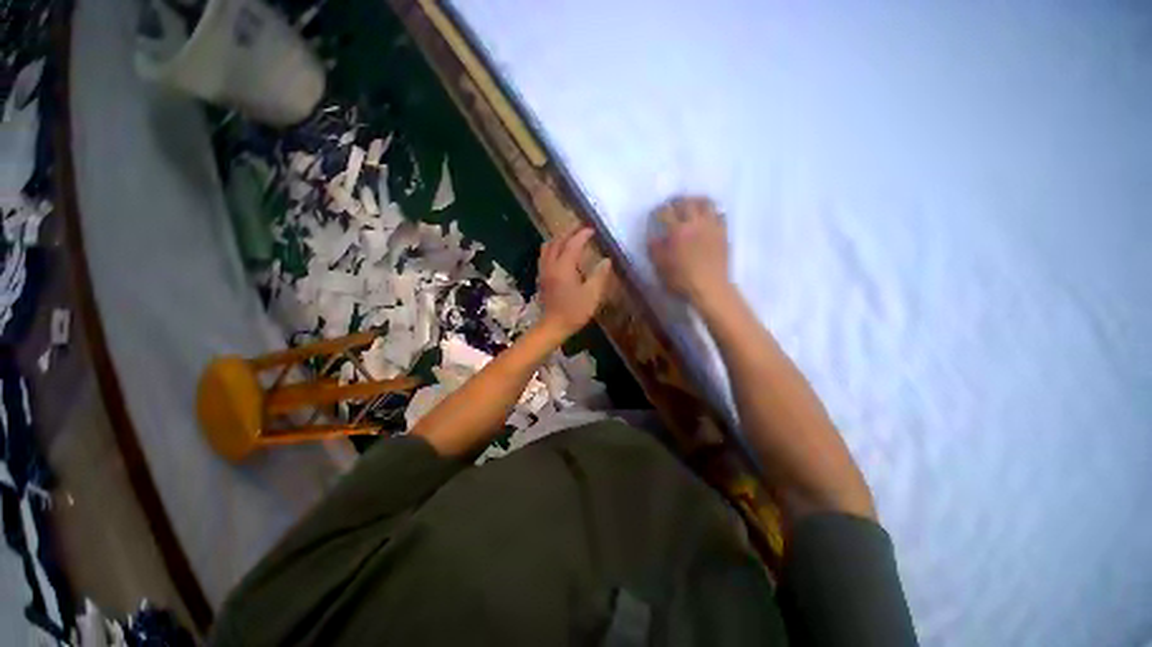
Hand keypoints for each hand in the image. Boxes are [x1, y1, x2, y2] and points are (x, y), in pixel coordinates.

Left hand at [537, 227, 612, 338]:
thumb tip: (606, 260)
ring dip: (559, 238)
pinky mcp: (541, 277)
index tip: (592, 230)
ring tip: (570, 237)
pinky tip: (560, 252)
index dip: (582, 235)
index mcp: (564, 267)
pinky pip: (545, 255)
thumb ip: (599, 275)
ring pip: (548, 247)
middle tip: (580, 228)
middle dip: (569, 232)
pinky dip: (553, 247)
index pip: (573, 244)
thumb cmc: (574, 311)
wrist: (553, 326)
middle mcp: (551, 265)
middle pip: (557, 241)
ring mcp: (544, 270)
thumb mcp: (592, 295)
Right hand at [648, 196, 729, 302]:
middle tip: (673, 205)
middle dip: (677, 201)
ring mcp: (711, 227)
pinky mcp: (723, 233)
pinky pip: (720, 215)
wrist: (711, 288)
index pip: (665, 211)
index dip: (659, 210)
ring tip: (693, 205)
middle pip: (686, 202)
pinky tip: (709, 217)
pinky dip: (713, 212)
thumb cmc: (683, 280)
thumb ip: (655, 249)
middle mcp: (694, 223)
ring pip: (706, 203)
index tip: (656, 214)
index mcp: (677, 230)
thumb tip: (653, 237)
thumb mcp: (661, 267)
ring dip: (697, 201)